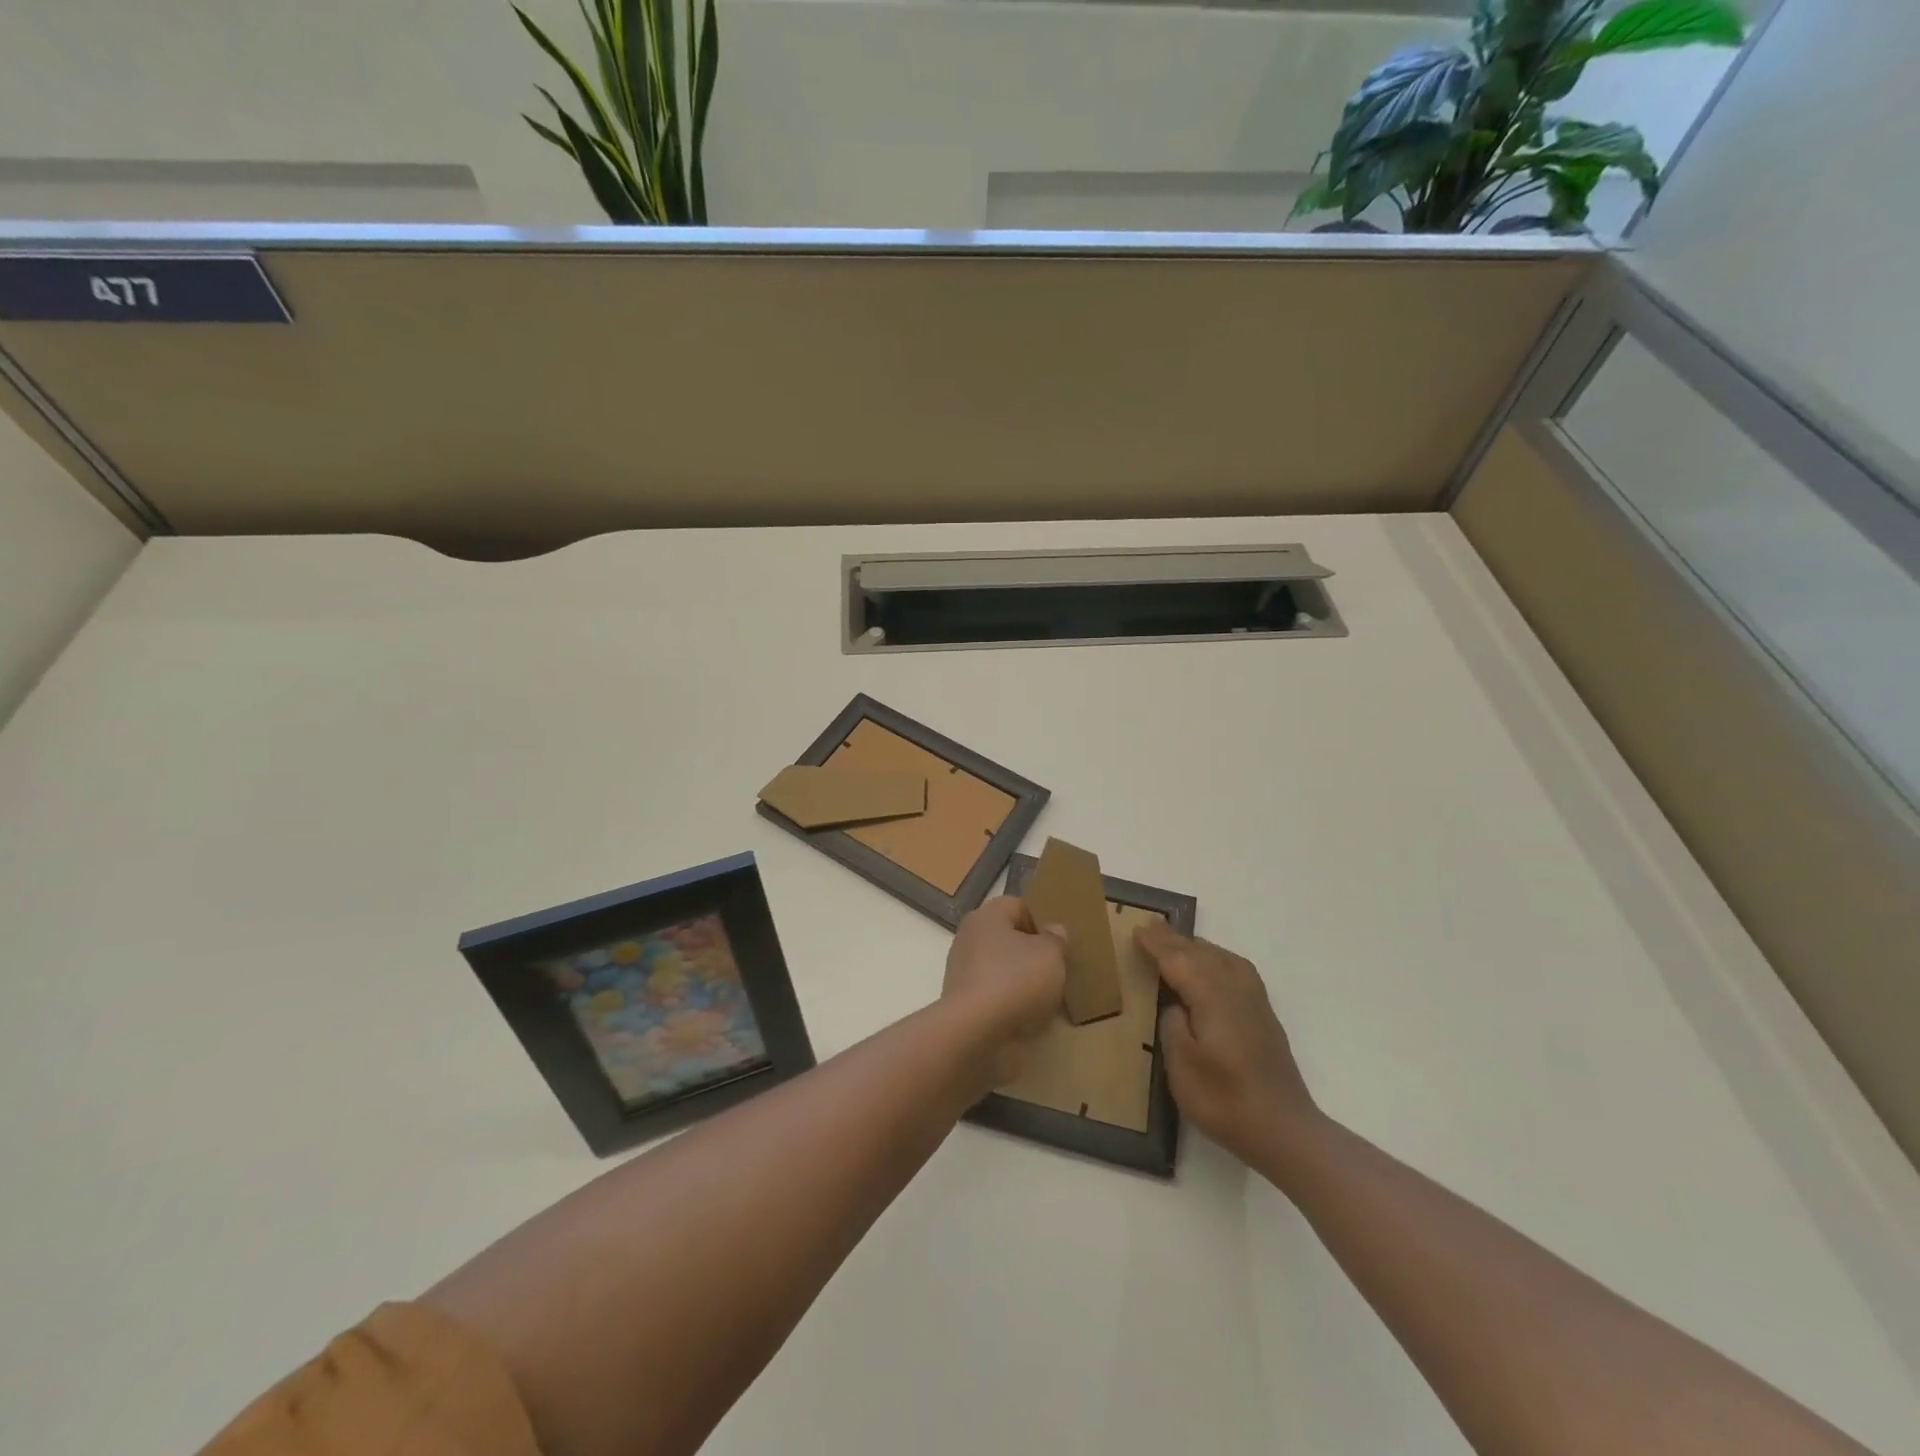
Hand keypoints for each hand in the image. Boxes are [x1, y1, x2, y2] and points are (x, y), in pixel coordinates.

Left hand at [943, 897, 1066, 1084]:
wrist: (975, 1032)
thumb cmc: (1015, 980)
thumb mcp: (1051, 955)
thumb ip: (1056, 939)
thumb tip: (1053, 931)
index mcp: (986, 916)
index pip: (1018, 906)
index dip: (1041, 921)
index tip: (1059, 944)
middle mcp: (969, 938)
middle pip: (1008, 939)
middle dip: (1032, 953)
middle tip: (1056, 969)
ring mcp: (962, 971)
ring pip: (1001, 968)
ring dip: (1022, 981)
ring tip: (1047, 998)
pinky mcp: (962, 1002)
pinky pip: (993, 995)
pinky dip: (1009, 1004)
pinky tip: (1028, 1018)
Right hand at [1135, 919, 1317, 1166]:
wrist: (1285, 1131)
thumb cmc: (1225, 1101)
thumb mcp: (1182, 1068)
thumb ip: (1173, 1026)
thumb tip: (1175, 1004)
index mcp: (1213, 998)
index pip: (1179, 961)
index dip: (1156, 946)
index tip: (1136, 930)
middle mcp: (1235, 990)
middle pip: (1200, 954)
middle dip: (1175, 940)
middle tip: (1150, 926)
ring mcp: (1254, 1001)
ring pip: (1221, 958)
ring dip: (1196, 947)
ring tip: (1176, 941)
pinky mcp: (1263, 1015)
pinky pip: (1235, 969)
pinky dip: (1217, 958)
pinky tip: (1213, 966)